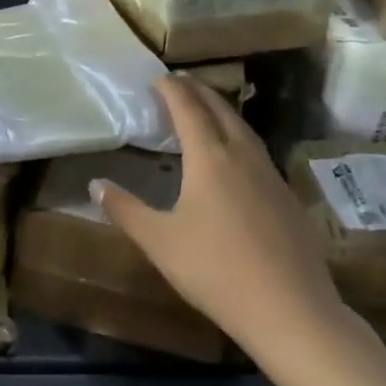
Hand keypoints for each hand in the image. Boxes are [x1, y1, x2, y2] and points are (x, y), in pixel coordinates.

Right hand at [94, 77, 353, 358]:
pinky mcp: (288, 197)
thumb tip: (95, 183)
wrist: (290, 309)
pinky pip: (258, 152)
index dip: (173, 89)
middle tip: (181, 83)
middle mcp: (243, 156)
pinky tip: (236, 160)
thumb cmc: (215, 270)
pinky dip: (240, 139)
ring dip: (223, 112)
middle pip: (221, 110)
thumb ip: (125, 209)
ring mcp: (271, 175)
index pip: (189, 109)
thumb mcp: (159, 241)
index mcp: (210, 158)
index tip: (159, 77)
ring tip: (207, 111)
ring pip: (245, 129)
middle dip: (199, 91)